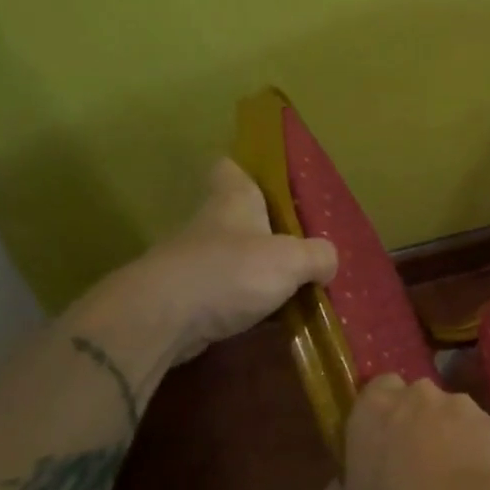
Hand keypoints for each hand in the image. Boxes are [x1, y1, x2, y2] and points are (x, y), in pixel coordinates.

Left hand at [113, 158, 337, 361]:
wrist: (161, 319)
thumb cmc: (231, 272)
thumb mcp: (292, 260)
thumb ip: (318, 257)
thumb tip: (327, 263)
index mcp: (233, 200)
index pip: (231, 168)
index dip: (248, 171)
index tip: (270, 186)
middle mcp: (210, 224)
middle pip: (236, 218)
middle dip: (263, 232)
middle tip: (298, 249)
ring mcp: (192, 262)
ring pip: (230, 259)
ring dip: (254, 273)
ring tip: (291, 290)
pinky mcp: (183, 299)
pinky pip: (221, 295)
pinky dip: (241, 305)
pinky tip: (267, 321)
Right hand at [315, 376, 489, 489]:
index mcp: (374, 407)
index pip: (374, 389)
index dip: (375, 417)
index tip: (374, 450)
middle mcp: (420, 395)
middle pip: (413, 402)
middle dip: (412, 427)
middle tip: (409, 471)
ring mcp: (464, 407)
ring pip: (450, 418)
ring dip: (447, 442)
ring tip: (447, 488)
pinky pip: (480, 439)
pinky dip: (476, 458)